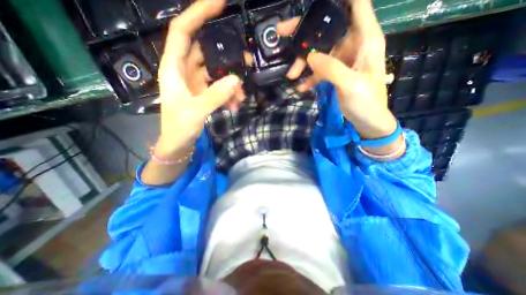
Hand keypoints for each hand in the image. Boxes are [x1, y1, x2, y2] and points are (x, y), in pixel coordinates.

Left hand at [155, 0, 246, 156]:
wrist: (178, 144)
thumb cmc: (179, 128)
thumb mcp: (195, 112)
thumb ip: (215, 96)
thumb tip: (236, 80)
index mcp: (173, 69)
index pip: (183, 32)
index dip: (198, 14)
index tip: (219, 3)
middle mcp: (184, 72)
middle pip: (205, 51)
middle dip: (225, 54)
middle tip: (246, 58)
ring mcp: (195, 83)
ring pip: (216, 72)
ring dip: (231, 81)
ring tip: (242, 95)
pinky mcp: (203, 94)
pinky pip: (219, 87)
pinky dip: (229, 93)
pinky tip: (236, 104)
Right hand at [277, 0, 396, 141]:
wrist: (367, 121)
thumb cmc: (366, 102)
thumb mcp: (350, 85)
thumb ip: (331, 69)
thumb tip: (310, 57)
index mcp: (365, 39)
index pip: (356, 4)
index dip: (337, 0)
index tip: (314, 3)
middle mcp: (353, 44)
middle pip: (328, 29)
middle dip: (305, 33)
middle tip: (283, 32)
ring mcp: (343, 59)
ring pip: (319, 52)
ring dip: (303, 63)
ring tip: (291, 75)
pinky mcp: (336, 72)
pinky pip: (319, 70)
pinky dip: (310, 78)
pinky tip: (301, 87)